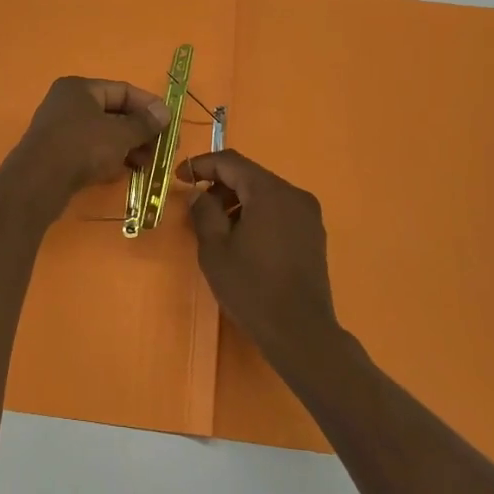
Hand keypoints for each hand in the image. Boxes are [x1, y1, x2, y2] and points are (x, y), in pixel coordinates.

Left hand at [9, 76, 168, 209]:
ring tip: (147, 165)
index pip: (123, 90)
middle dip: (140, 131)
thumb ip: (144, 123)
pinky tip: (125, 172)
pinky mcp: (58, 154)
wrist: (38, 183)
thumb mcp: (120, 134)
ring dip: (128, 147)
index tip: (170, 124)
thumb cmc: (82, 147)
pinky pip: (91, 151)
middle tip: (162, 149)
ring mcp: (60, 129)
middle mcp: (68, 103)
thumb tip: (165, 112)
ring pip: (103, 134)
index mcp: (80, 88)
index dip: (149, 106)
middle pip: (114, 113)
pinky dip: (110, 158)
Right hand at [183, 150, 342, 366]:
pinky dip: (257, 214)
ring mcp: (308, 215)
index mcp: (270, 192)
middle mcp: (294, 194)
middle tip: (196, 206)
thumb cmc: (252, 288)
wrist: (300, 331)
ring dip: (238, 201)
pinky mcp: (314, 234)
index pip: (231, 162)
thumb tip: (200, 195)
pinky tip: (243, 239)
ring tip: (217, 227)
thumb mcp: (215, 249)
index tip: (179, 178)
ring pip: (265, 193)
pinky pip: (280, 210)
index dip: (202, 165)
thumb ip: (204, 213)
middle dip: (220, 185)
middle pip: (250, 176)